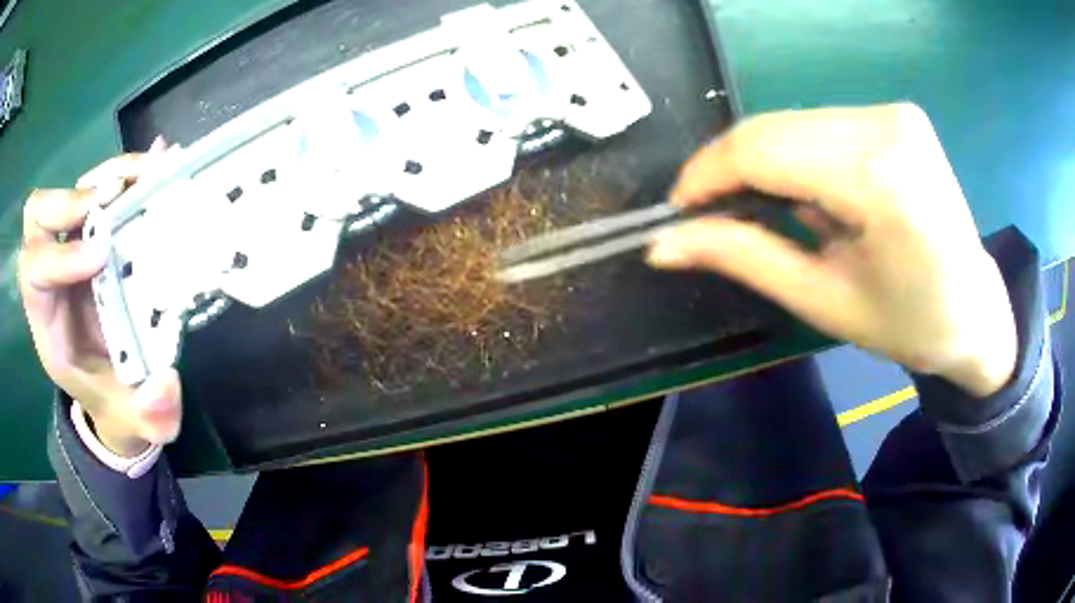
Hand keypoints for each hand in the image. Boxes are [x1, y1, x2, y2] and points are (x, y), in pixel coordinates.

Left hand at [18, 140, 182, 455]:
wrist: (115, 387)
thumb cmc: (114, 401)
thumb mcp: (132, 420)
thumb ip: (148, 418)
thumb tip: (165, 387)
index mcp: (48, 320)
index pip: (33, 272)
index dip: (58, 255)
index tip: (103, 255)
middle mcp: (53, 273)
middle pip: (39, 215)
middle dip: (72, 200)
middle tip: (114, 197)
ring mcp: (72, 246)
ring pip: (71, 189)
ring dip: (107, 175)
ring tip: (148, 173)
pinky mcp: (96, 233)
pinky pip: (102, 187)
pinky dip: (126, 172)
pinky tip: (157, 164)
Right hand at [648, 104, 1015, 396]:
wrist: (975, 310)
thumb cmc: (909, 324)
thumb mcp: (823, 301)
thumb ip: (744, 258)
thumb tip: (663, 244)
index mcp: (880, 180)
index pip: (763, 150)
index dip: (706, 174)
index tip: (678, 209)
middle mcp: (887, 126)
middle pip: (774, 128)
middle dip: (729, 169)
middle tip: (711, 215)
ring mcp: (893, 112)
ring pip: (792, 122)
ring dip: (763, 163)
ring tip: (767, 212)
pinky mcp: (895, 113)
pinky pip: (820, 124)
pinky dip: (796, 155)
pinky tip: (807, 193)